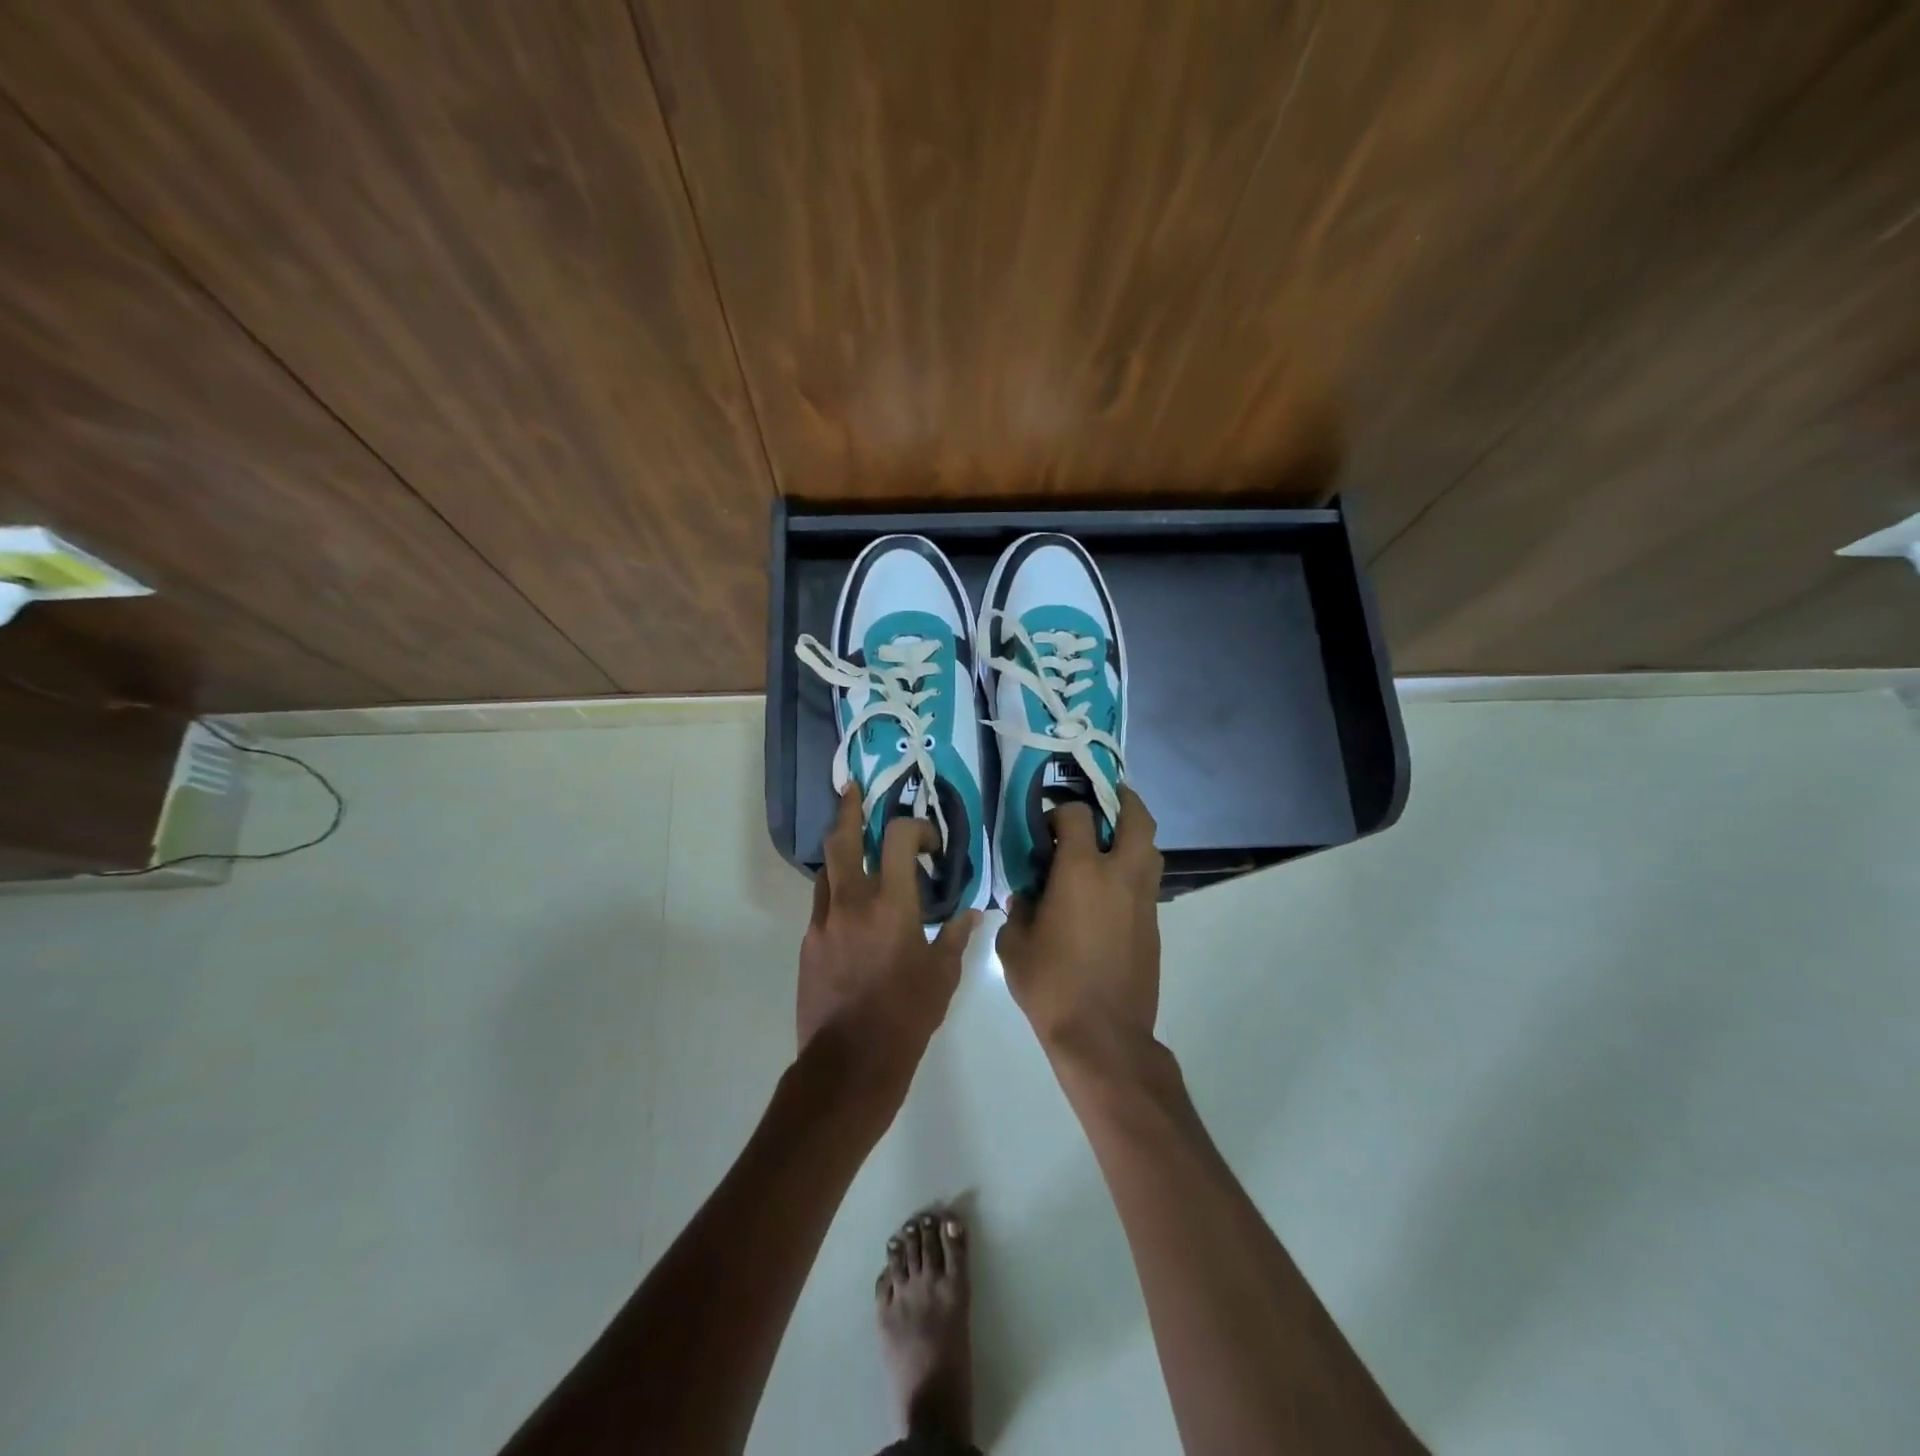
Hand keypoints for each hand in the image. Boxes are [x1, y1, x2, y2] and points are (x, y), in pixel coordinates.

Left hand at [797, 786, 978, 1080]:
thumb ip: (956, 936)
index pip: (899, 838)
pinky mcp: (808, 943)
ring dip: (842, 853)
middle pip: (842, 839)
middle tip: (854, 791)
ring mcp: (823, 921)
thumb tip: (971, 913)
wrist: (849, 1064)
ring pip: (826, 869)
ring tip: (856, 851)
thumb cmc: (906, 1017)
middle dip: (849, 809)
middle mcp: (852, 901)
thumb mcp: (942, 977)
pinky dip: (837, 893)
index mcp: (891, 904)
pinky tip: (853, 910)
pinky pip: (822, 904)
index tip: (929, 844)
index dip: (916, 827)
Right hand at [998, 785, 1162, 1051]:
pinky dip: (1134, 869)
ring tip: (1109, 840)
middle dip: (1123, 800)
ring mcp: (1143, 899)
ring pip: (1150, 848)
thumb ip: (1018, 911)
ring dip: (1133, 834)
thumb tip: (1027, 898)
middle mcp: (1119, 875)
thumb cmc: (1051, 986)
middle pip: (1136, 818)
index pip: (1076, 816)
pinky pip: (1147, 880)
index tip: (1046, 828)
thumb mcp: (1014, 946)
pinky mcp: (1154, 924)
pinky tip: (1110, 888)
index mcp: (1081, 872)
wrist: (1103, 1035)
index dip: (1060, 812)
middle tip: (1104, 799)